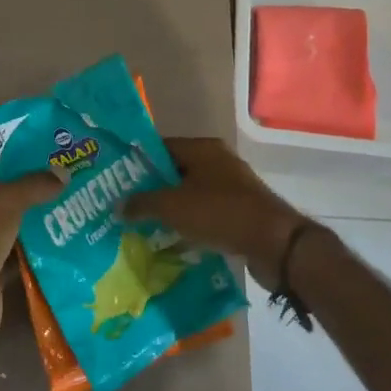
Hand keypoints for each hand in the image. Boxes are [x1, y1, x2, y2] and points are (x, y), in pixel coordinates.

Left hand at [0, 163, 59, 364]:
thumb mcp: (3, 204)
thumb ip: (32, 186)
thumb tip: (62, 174)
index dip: (17, 154)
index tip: (52, 149)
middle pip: (6, 196)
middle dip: (36, 188)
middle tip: (74, 176)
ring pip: (16, 227)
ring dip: (42, 220)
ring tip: (80, 205)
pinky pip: (22, 257)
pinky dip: (42, 252)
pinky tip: (72, 242)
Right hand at [122, 138, 307, 289]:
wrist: (274, 244)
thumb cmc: (219, 213)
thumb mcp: (172, 206)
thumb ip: (142, 203)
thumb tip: (118, 206)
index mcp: (203, 149)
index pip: (161, 147)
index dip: (137, 162)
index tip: (116, 179)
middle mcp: (218, 162)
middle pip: (175, 171)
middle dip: (151, 189)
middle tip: (125, 205)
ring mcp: (231, 188)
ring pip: (190, 195)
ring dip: (170, 209)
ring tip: (142, 225)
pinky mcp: (239, 213)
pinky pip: (205, 214)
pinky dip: (189, 224)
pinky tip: (171, 240)